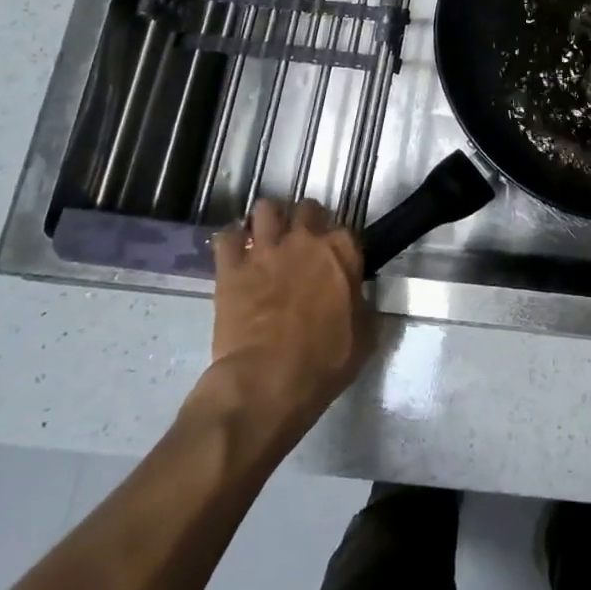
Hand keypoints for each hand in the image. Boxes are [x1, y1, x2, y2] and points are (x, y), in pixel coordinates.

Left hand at [188, 200, 373, 453]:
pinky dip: (230, 241)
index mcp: (342, 253)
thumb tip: (358, 298)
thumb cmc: (323, 363)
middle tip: (301, 243)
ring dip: (267, 220)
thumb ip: (363, 306)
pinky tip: (233, 253)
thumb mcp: (364, 337)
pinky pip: (226, 236)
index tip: (335, 260)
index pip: (346, 230)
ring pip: (265, 209)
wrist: (267, 381)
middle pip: (307, 208)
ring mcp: (266, 249)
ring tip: (265, 238)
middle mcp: (306, 239)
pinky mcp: (231, 267)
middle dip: (305, 221)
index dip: (339, 245)